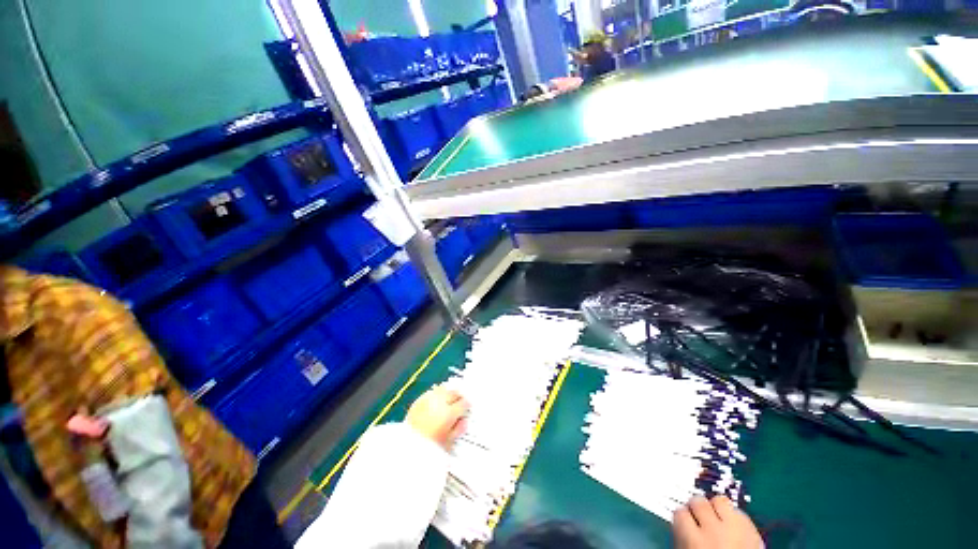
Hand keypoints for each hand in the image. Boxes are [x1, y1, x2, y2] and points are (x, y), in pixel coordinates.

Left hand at [406, 387, 468, 450]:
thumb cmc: (429, 448)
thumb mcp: (448, 442)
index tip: (467, 408)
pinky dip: (436, 395)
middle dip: (458, 397)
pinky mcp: (419, 400)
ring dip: (448, 393)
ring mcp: (428, 399)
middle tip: (460, 402)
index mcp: (449, 413)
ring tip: (449, 399)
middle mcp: (440, 402)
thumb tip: (464, 421)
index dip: (467, 406)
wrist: (406, 448)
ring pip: (443, 389)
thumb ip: (458, 429)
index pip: (463, 403)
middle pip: (454, 393)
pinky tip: (437, 401)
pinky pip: (431, 392)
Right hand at [673, 496, 763, 548]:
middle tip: (700, 516)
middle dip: (698, 507)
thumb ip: (685, 538)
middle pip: (698, 501)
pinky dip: (734, 515)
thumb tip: (683, 524)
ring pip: (719, 500)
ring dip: (716, 507)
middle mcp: (712, 530)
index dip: (683, 517)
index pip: (679, 512)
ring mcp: (734, 528)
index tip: (685, 522)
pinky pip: (739, 512)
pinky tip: (733, 525)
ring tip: (717, 517)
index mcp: (693, 541)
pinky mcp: (753, 529)